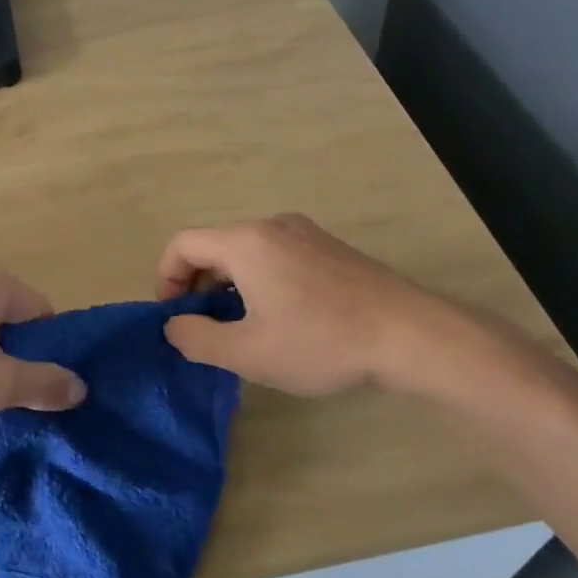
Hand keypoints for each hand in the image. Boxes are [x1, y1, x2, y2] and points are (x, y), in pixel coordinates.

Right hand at [157, 214, 499, 399]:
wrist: (411, 335)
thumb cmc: (321, 342)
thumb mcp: (248, 352)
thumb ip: (197, 338)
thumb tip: (174, 325)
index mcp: (245, 242)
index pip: (182, 244)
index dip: (166, 279)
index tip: (174, 318)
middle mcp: (272, 226)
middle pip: (214, 245)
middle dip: (197, 284)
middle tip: (205, 328)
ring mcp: (305, 233)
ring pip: (246, 251)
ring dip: (229, 284)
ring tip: (242, 327)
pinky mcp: (329, 248)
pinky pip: (275, 255)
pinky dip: (259, 279)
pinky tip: (281, 318)